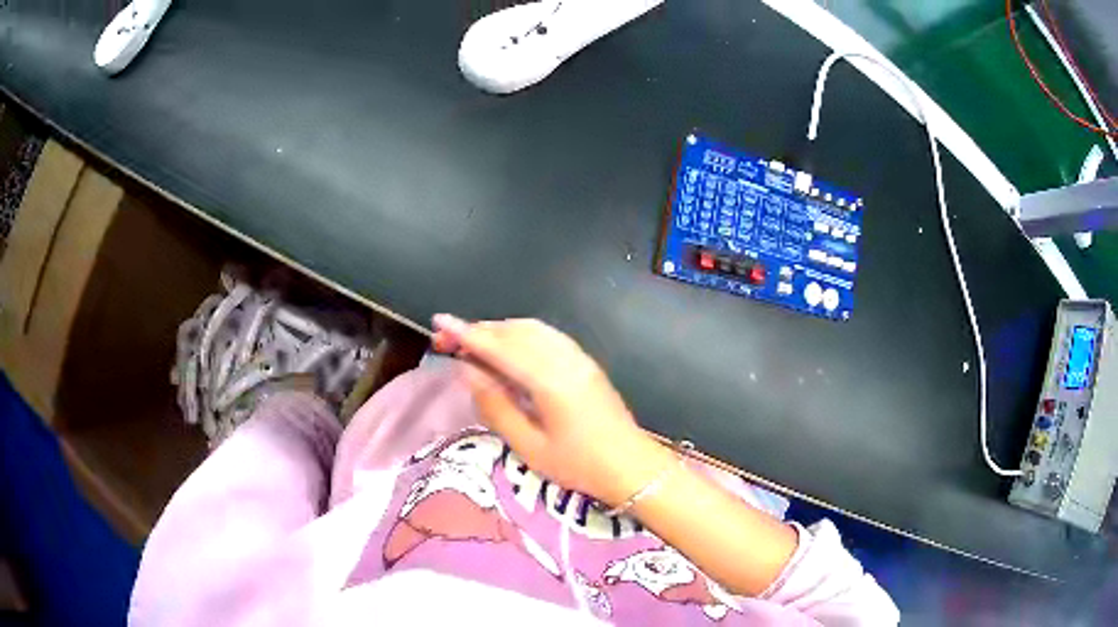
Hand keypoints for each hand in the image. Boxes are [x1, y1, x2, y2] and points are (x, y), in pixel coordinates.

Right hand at [432, 315, 673, 506]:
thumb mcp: (529, 447)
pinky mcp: (585, 361)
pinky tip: (507, 348)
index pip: (499, 348)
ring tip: (471, 343)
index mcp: (549, 381)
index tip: (439, 321)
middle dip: (479, 330)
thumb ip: (497, 406)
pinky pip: (546, 335)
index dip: (466, 333)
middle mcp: (564, 359)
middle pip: (514, 331)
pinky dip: (520, 334)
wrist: (631, 466)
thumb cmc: (579, 465)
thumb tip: (468, 372)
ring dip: (499, 330)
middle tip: (447, 340)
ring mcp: (578, 357)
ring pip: (531, 329)